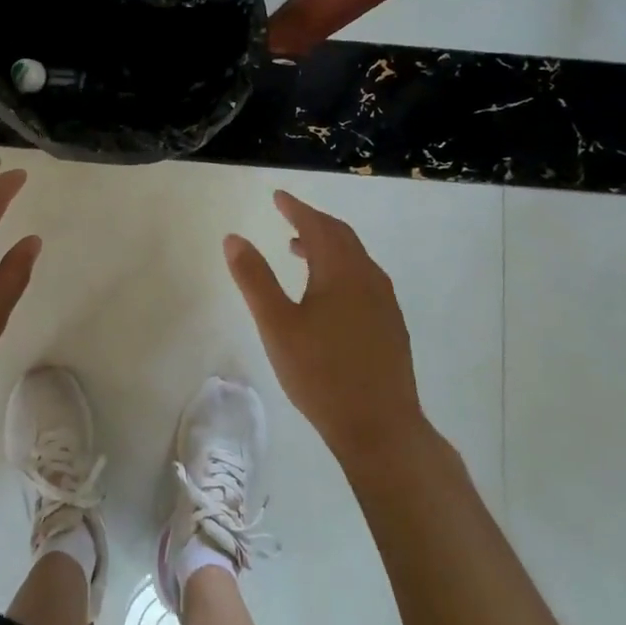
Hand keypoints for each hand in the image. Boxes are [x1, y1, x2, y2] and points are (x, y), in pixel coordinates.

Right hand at [224, 190, 421, 463]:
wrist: (381, 428)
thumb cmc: (321, 373)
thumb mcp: (276, 325)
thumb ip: (254, 278)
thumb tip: (233, 238)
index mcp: (340, 271)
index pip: (317, 225)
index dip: (296, 208)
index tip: (278, 196)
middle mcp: (368, 278)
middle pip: (341, 236)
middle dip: (314, 222)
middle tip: (289, 216)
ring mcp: (385, 303)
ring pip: (355, 258)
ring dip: (328, 246)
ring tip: (299, 251)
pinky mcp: (391, 326)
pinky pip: (364, 278)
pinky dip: (342, 268)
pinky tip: (328, 293)